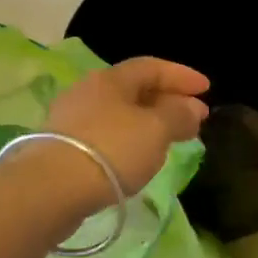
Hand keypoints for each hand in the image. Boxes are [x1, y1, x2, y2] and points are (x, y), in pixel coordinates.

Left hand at [36, 57, 210, 208]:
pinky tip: (139, 157)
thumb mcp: (156, 130)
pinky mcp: (62, 149)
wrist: (49, 190)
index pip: (152, 67)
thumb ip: (179, 115)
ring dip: (149, 122)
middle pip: (135, 90)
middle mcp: (88, 92)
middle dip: (168, 100)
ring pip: (120, 114)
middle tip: (195, 118)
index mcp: (111, 79)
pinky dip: (130, 140)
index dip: (182, 75)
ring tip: (170, 139)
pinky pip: (107, 135)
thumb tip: (192, 108)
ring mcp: (71, 120)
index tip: (207, 89)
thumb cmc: (111, 150)